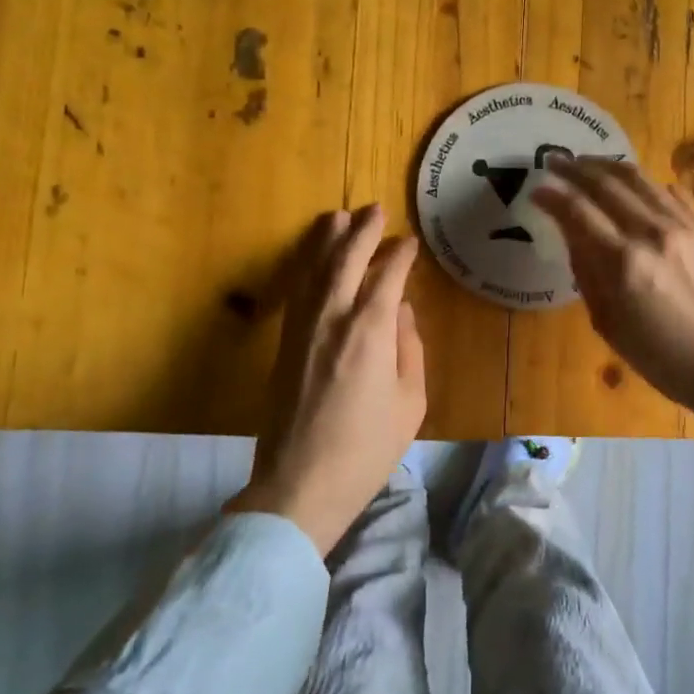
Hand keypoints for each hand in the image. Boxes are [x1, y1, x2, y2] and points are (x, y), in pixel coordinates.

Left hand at [226, 204, 425, 554]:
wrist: (301, 484)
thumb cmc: (367, 448)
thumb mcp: (410, 402)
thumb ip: (409, 348)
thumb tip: (403, 313)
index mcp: (369, 331)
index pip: (387, 276)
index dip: (399, 255)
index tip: (410, 242)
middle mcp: (332, 318)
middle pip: (345, 260)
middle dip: (361, 231)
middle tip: (374, 210)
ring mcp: (302, 329)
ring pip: (313, 269)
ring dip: (327, 240)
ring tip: (338, 217)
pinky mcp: (284, 344)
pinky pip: (296, 292)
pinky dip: (306, 267)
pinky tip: (313, 260)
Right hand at [533, 158, 693, 419]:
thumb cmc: (663, 358)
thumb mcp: (609, 325)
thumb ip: (587, 274)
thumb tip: (572, 235)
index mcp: (622, 263)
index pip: (577, 211)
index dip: (552, 195)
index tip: (536, 187)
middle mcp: (650, 232)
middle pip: (606, 184)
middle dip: (575, 169)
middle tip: (554, 160)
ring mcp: (683, 225)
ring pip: (639, 178)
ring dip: (607, 166)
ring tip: (588, 163)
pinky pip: (671, 192)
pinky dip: (645, 183)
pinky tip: (633, 184)